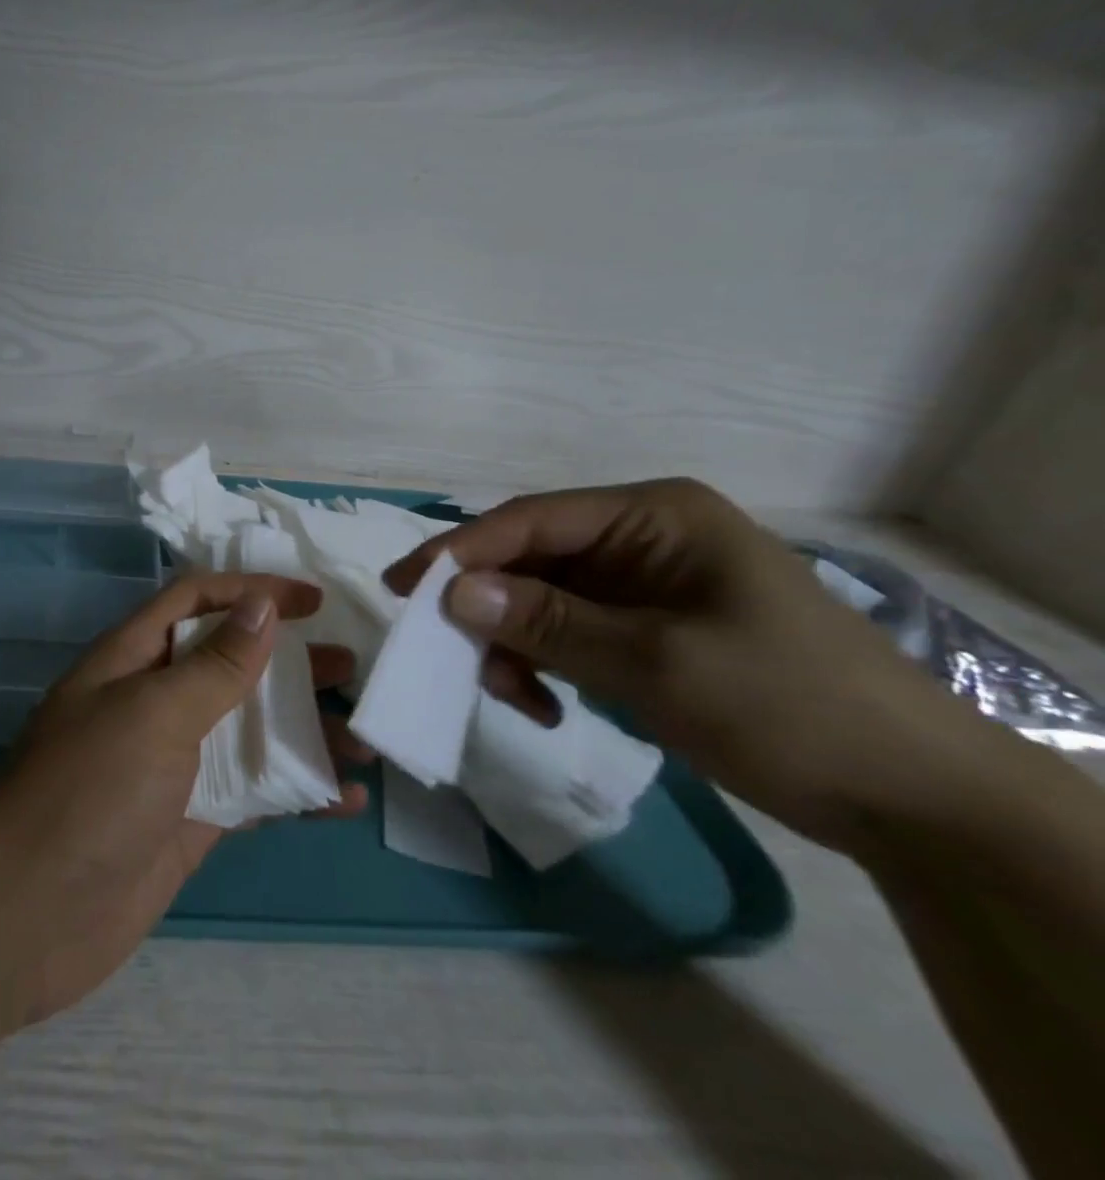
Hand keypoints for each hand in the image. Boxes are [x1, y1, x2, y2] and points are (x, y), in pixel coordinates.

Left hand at [0, 573, 369, 1025]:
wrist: (26, 917)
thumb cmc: (89, 791)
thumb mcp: (153, 713)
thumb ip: (214, 665)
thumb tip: (262, 605)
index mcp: (133, 658)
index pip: (197, 600)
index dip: (252, 591)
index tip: (314, 602)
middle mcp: (154, 701)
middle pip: (230, 663)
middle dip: (288, 661)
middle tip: (350, 666)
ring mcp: (174, 764)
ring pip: (249, 730)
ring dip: (304, 729)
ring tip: (364, 737)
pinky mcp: (191, 820)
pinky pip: (253, 792)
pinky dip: (297, 791)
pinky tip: (344, 798)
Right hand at [383, 479, 989, 855]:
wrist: (910, 798)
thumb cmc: (785, 706)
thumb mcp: (653, 662)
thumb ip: (546, 622)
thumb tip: (451, 593)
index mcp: (653, 516)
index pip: (531, 520)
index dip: (461, 551)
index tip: (405, 589)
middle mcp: (641, 538)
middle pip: (531, 560)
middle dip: (490, 609)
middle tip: (448, 655)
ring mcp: (643, 585)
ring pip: (542, 601)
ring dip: (515, 645)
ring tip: (517, 699)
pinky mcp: (646, 630)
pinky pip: (568, 634)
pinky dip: (545, 666)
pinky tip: (548, 707)